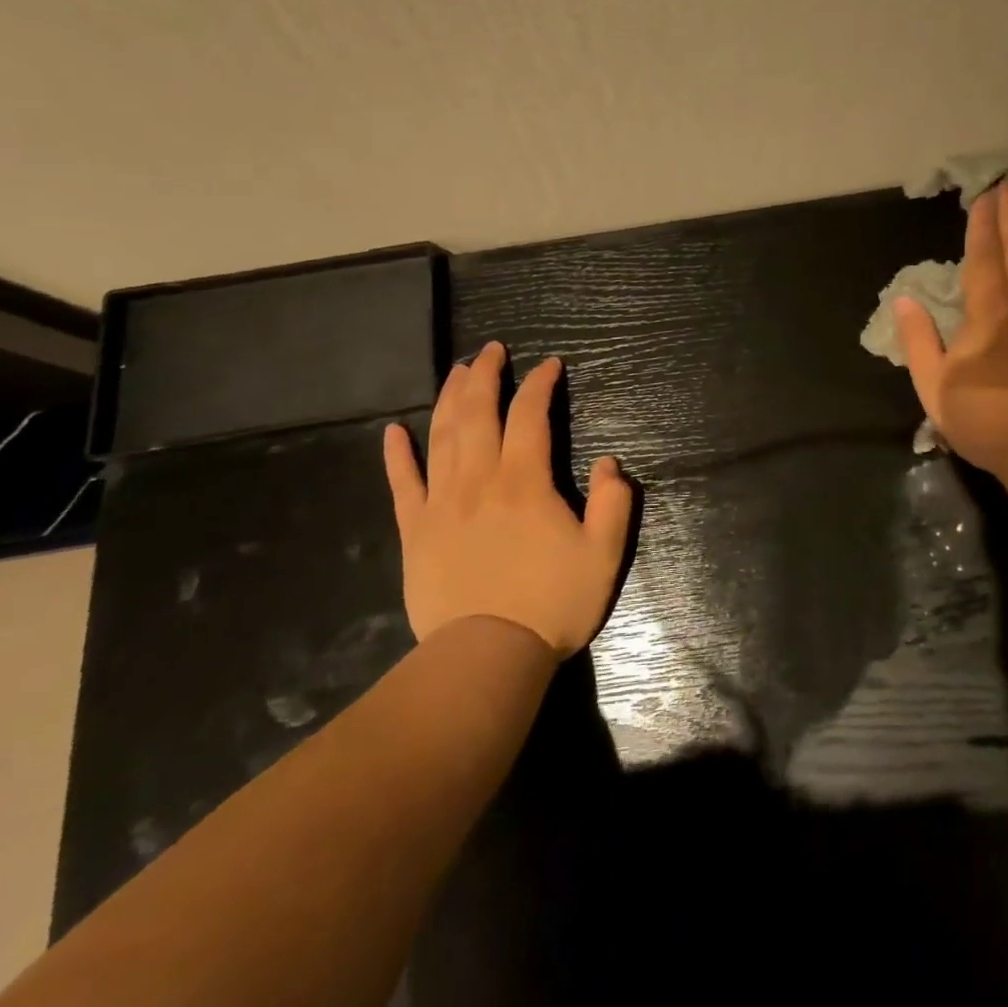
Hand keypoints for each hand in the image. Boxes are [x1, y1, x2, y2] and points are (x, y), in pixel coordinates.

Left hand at [382, 343, 631, 656]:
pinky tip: (393, 431)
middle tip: (492, 349)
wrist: (486, 657)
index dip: (540, 384)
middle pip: (478, 413)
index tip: (550, 365)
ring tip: (457, 371)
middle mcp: (479, 480)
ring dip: (449, 398)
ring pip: (442, 437)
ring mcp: (441, 504)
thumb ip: (614, 502)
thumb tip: (610, 463)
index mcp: (525, 481)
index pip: (530, 415)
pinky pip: (403, 484)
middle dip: (486, 375)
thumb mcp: (603, 554)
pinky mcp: (415, 531)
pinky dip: (397, 455)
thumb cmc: (551, 603)